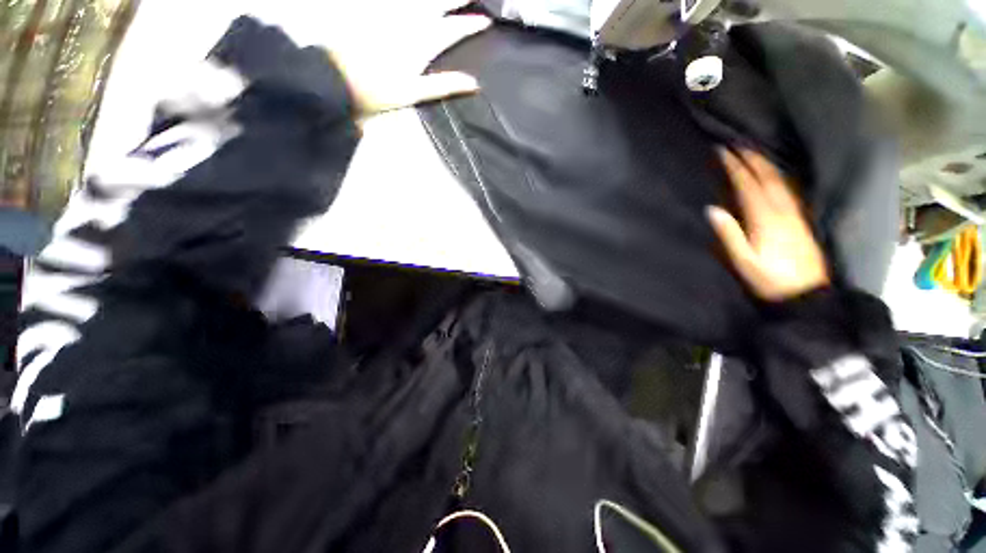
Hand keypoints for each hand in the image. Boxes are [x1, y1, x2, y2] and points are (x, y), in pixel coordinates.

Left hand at [318, 0, 490, 115]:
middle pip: (438, 4)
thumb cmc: (377, 90)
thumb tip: (473, 83)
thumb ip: (444, 85)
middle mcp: (408, 21)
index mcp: (420, 42)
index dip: (470, 24)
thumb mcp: (414, 93)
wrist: (337, 77)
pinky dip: (417, 2)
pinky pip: (402, 2)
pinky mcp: (376, 13)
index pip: (452, 29)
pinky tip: (420, 5)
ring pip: (421, 0)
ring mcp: (391, 14)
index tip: (486, 20)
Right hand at [707, 149, 829, 301]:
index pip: (748, 185)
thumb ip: (729, 235)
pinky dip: (777, 176)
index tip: (723, 151)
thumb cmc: (770, 279)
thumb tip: (712, 209)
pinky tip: (773, 174)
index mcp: (766, 219)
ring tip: (752, 152)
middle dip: (751, 158)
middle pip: (767, 177)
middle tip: (737, 144)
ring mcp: (795, 214)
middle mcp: (783, 210)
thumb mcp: (744, 261)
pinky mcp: (801, 219)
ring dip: (765, 163)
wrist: (807, 293)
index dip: (735, 167)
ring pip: (780, 180)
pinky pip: (788, 189)